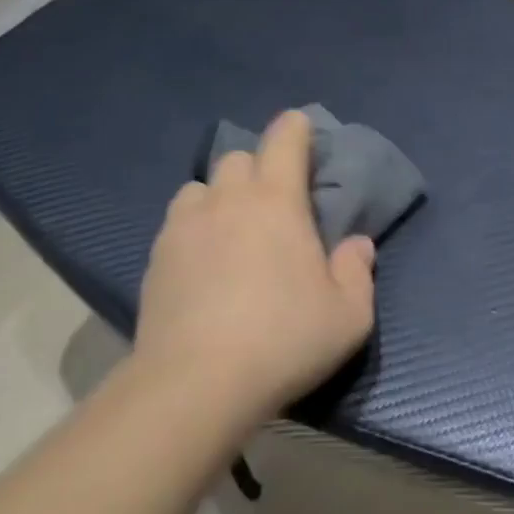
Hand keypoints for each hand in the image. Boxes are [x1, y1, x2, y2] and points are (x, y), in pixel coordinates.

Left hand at [134, 110, 375, 426]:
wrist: (195, 385)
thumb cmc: (283, 340)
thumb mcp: (348, 315)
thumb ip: (358, 272)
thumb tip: (357, 244)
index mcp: (276, 199)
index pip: (284, 137)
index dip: (296, 128)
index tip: (304, 137)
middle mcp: (228, 199)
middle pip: (238, 157)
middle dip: (258, 168)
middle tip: (273, 202)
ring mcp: (184, 226)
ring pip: (201, 188)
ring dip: (219, 197)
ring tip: (230, 230)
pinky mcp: (156, 258)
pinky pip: (177, 224)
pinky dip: (193, 230)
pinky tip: (202, 265)